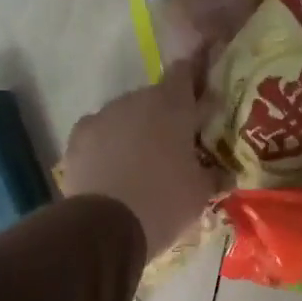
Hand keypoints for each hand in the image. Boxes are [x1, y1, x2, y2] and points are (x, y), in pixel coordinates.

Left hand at [60, 58, 229, 259]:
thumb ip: (213, 173)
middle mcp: (136, 100)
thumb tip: (224, 172)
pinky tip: (112, 170)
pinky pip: (100, 134)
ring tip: (141, 164)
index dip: (193, 81)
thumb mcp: (201, 192)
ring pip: (125, 116)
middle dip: (165, 116)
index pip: (185, 73)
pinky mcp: (77, 137)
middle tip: (175, 145)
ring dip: (135, 131)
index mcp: (172, 105)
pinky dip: (108, 146)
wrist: (105, 227)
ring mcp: (102, 116)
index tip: (200, 97)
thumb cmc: (165, 202)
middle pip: (154, 99)